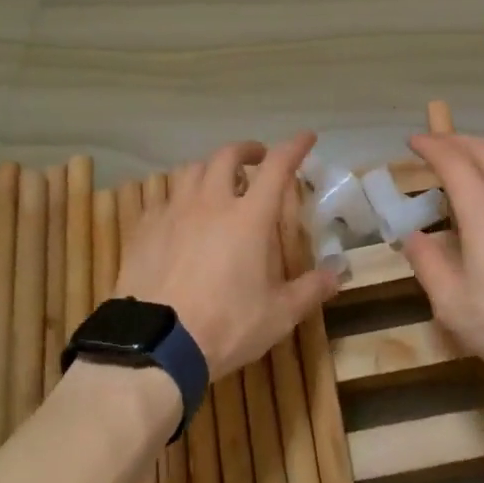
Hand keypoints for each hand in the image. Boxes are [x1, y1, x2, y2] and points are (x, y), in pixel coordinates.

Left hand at [115, 133, 338, 380]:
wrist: (155, 345)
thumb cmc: (226, 326)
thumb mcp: (278, 315)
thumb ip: (310, 290)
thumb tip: (337, 274)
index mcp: (249, 218)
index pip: (277, 167)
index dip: (294, 147)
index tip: (306, 137)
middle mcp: (211, 203)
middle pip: (227, 155)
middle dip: (247, 150)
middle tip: (257, 158)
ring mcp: (174, 212)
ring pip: (192, 170)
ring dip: (210, 169)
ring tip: (217, 182)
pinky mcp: (145, 228)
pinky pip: (164, 199)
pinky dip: (179, 198)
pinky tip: (181, 215)